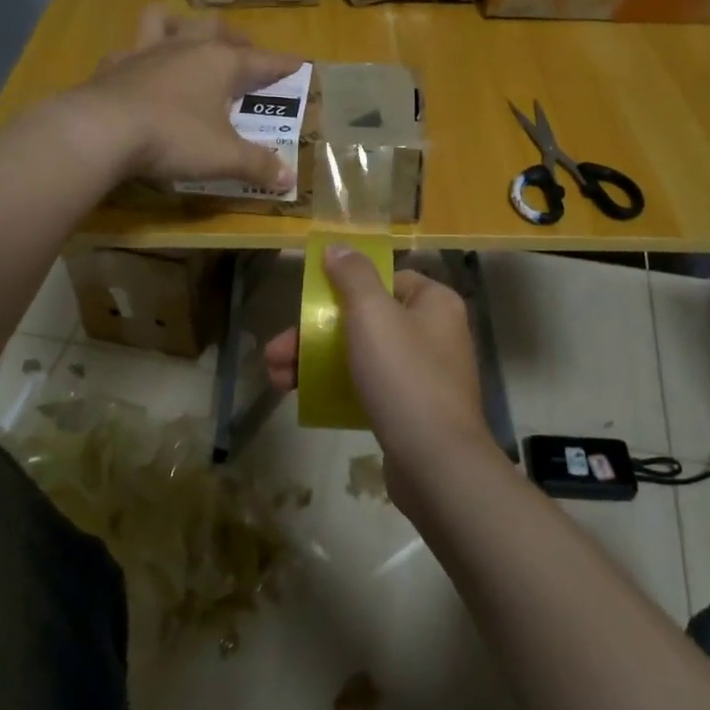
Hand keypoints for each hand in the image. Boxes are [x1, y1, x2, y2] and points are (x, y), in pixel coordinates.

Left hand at [71, 6, 303, 188]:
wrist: (101, 131)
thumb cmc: (174, 138)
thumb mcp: (224, 157)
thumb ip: (258, 165)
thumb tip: (290, 179)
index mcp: (219, 63)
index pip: (261, 60)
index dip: (282, 65)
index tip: (299, 63)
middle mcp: (185, 47)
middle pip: (215, 29)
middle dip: (234, 38)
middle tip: (244, 49)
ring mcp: (145, 52)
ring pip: (166, 21)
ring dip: (180, 24)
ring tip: (187, 37)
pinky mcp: (113, 66)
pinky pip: (128, 50)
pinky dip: (137, 56)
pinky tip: (137, 69)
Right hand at [264, 246, 495, 505]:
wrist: (435, 463)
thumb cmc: (404, 377)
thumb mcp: (372, 315)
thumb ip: (353, 276)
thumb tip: (338, 247)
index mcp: (434, 303)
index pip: (387, 279)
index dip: (345, 287)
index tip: (310, 302)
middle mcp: (435, 334)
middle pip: (365, 320)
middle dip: (313, 334)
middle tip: (274, 352)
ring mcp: (425, 375)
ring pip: (361, 356)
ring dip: (315, 362)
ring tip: (274, 379)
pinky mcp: (412, 410)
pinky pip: (369, 387)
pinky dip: (337, 388)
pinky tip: (303, 398)